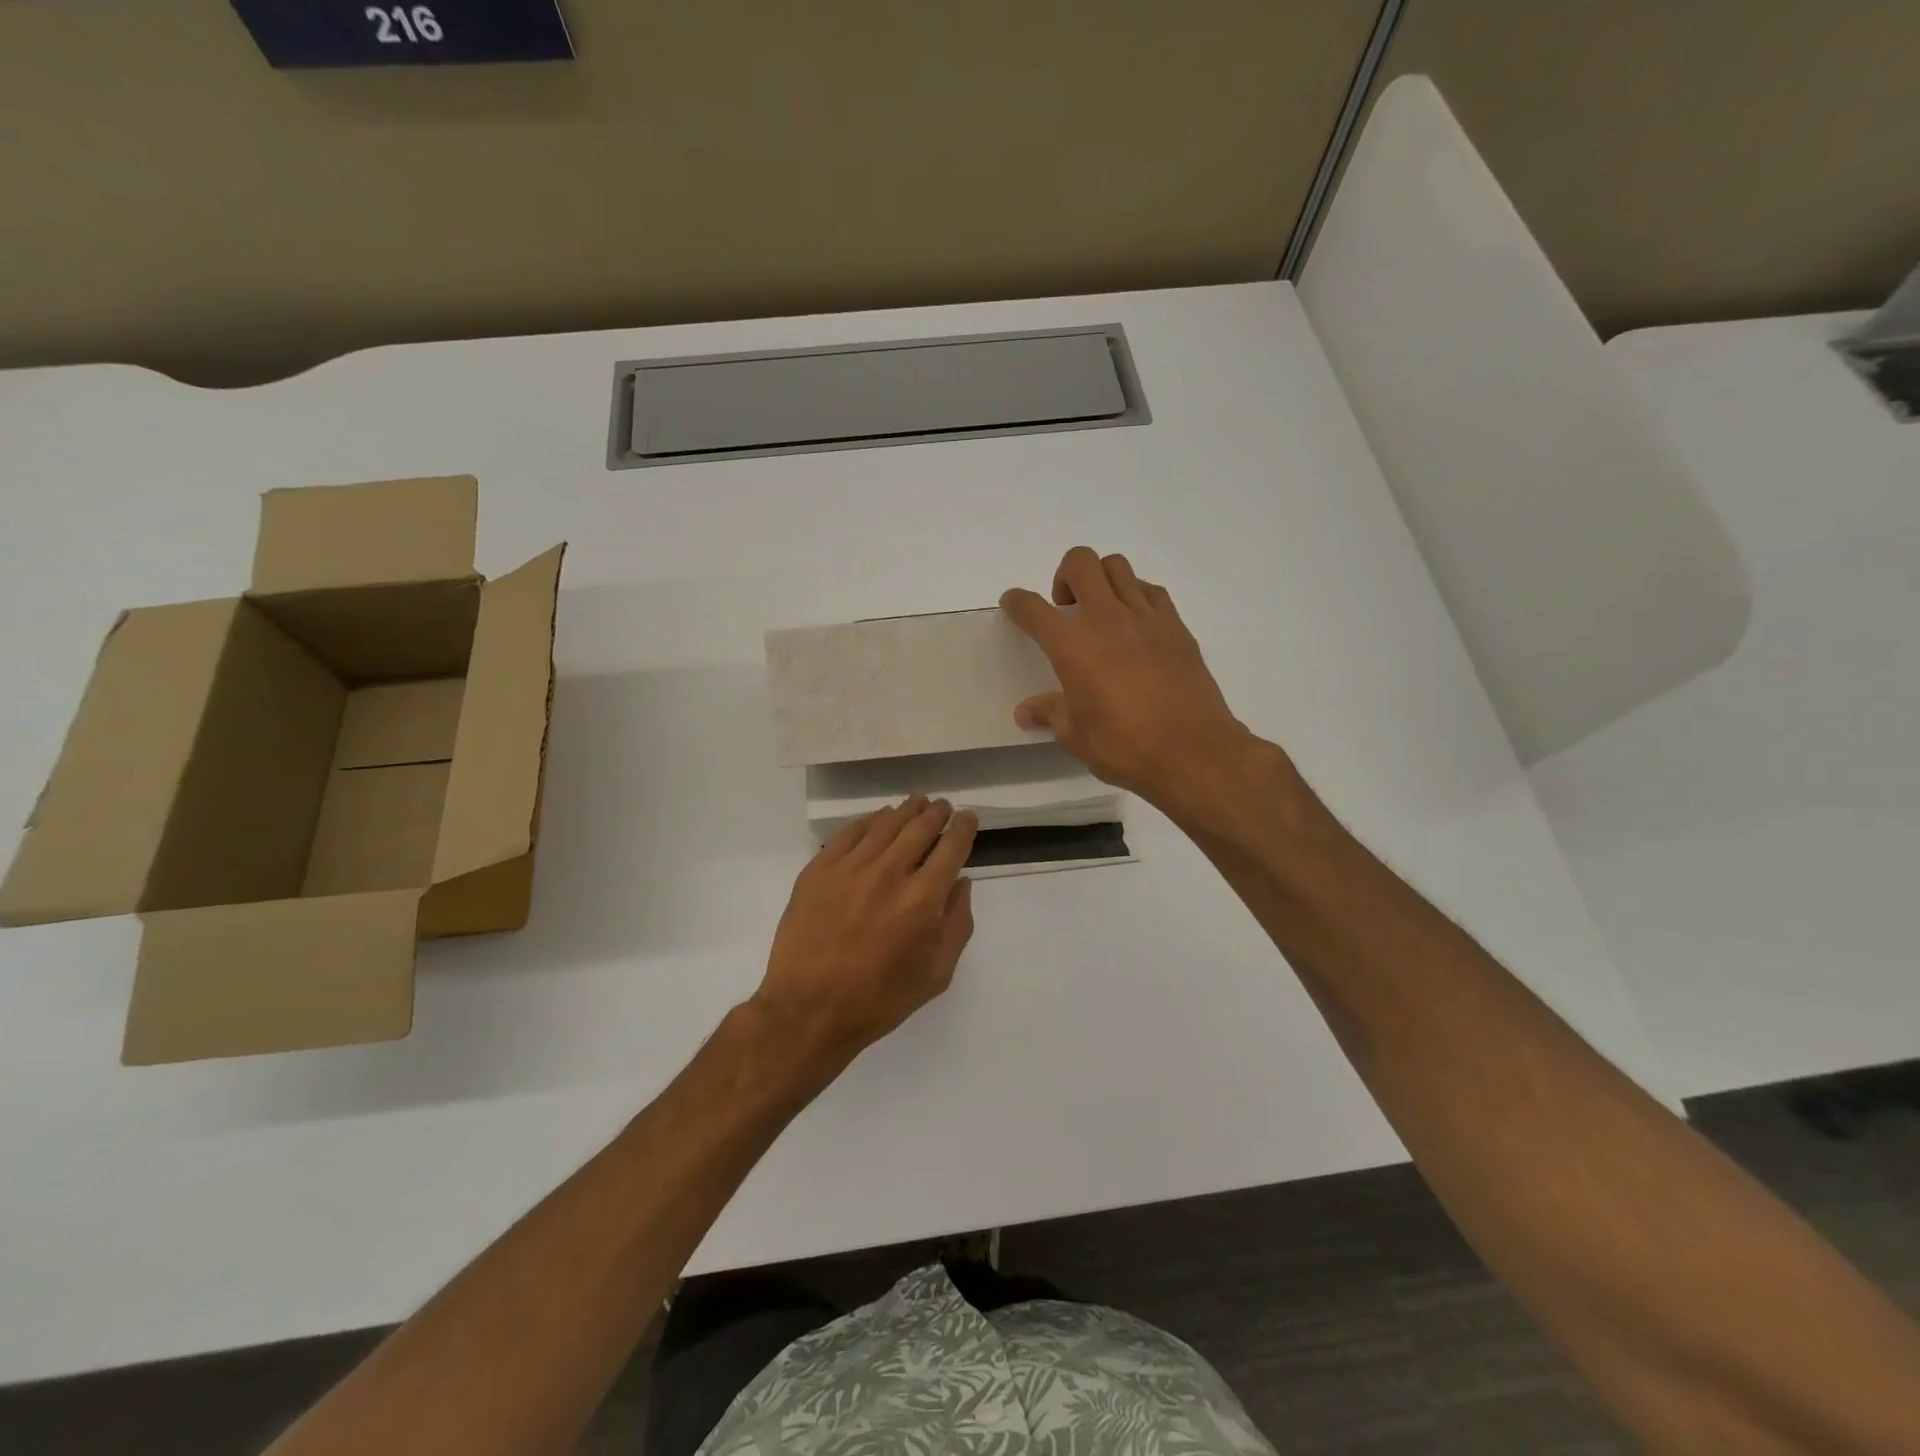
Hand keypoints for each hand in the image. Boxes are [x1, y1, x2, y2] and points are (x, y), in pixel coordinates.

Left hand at [751, 796, 978, 1082]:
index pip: (951, 848)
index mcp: (923, 899)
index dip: (963, 829)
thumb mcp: (936, 975)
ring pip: (885, 824)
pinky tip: (877, 819)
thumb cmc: (878, 999)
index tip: (968, 818)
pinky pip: (849, 834)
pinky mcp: (818, 870)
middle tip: (942, 806)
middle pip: (919, 828)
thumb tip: (961, 883)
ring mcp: (850, 868)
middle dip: (936, 813)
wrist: (808, 1010)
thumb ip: (957, 925)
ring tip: (915, 802)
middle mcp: (889, 873)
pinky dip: (869, 821)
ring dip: (905, 810)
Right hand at [1001, 547, 1251, 821]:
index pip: (1033, 608)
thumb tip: (1026, 711)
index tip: (1013, 604)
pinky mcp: (1176, 627)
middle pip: (1080, 563)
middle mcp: (1107, 619)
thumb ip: (1050, 713)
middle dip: (1064, 576)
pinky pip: (1151, 591)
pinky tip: (1136, 625)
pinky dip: (1136, 595)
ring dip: (1101, 580)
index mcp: (1072, 646)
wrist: (1193, 752)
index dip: (1016, 602)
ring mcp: (1146, 617)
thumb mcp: (1075, 736)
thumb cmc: (1124, 746)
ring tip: (1102, 612)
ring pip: (1118, 567)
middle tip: (1067, 608)